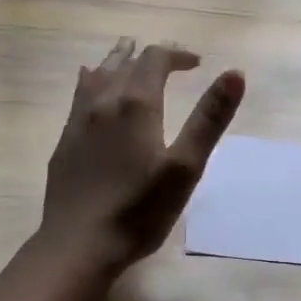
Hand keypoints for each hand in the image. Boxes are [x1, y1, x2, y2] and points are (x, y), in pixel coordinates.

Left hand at [38, 38, 245, 273]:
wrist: (78, 245)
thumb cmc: (139, 210)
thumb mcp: (185, 167)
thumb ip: (209, 118)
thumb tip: (235, 73)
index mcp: (135, 104)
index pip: (155, 59)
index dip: (177, 55)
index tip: (197, 64)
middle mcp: (103, 102)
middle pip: (125, 62)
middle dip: (149, 56)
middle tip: (169, 60)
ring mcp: (78, 120)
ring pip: (98, 75)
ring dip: (117, 61)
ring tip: (127, 55)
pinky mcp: (65, 141)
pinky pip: (79, 95)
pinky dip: (94, 81)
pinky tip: (92, 89)